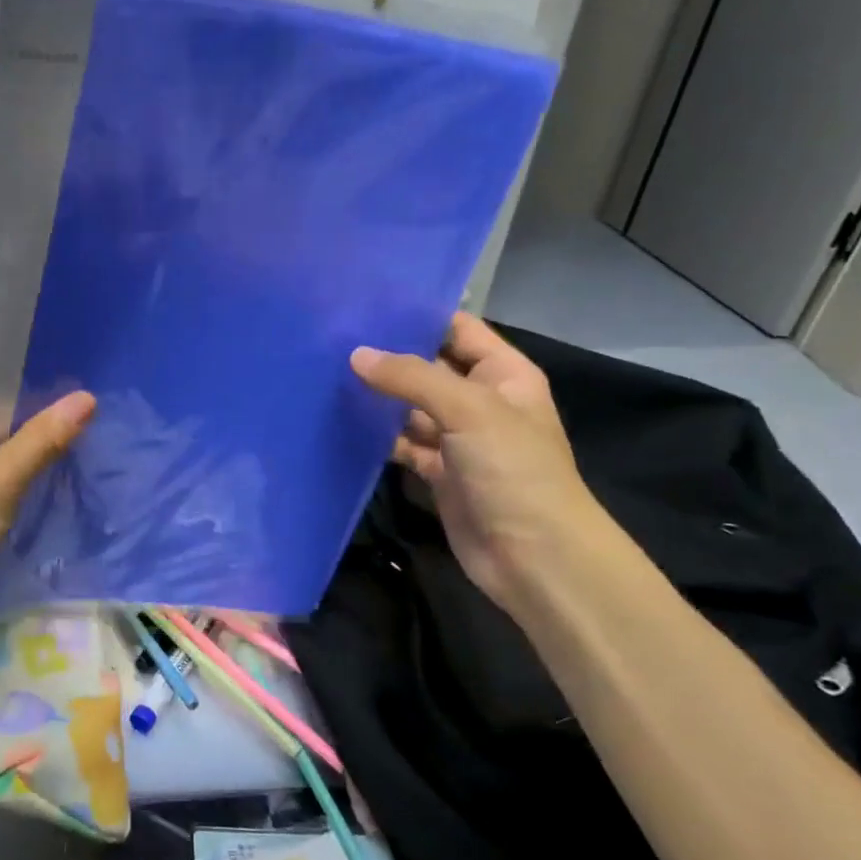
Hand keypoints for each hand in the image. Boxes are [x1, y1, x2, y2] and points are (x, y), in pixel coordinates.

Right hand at [351, 314, 600, 606]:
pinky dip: (377, 437)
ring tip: (326, 373)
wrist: (533, 556)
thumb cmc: (514, 469)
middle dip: (388, 356)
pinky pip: (402, 444)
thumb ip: (412, 378)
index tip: (366, 303)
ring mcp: (458, 439)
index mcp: (503, 374)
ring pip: (410, 408)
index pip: (458, 330)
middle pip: (428, 368)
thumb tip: (356, 355)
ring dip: (378, 397)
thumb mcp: (469, 410)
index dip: (418, 315)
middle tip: (334, 337)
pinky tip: (341, 421)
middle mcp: (480, 400)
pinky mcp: (437, 472)